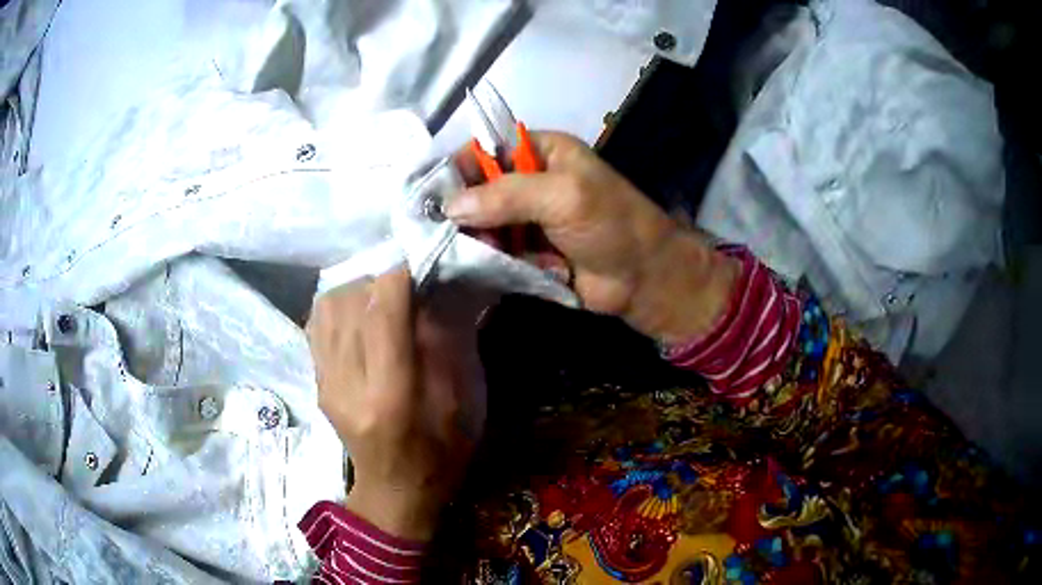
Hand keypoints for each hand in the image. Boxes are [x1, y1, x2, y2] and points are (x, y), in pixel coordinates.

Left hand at [306, 268, 485, 540]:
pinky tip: (358, 310)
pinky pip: (316, 323)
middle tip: (405, 280)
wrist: (396, 490)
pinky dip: (337, 304)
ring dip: (357, 288)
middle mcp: (349, 384)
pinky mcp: (317, 382)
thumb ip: (448, 343)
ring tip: (381, 294)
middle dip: (379, 278)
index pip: (382, 313)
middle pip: (350, 303)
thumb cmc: (442, 453)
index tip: (418, 261)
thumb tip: (433, 291)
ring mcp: (326, 383)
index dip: (399, 276)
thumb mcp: (465, 403)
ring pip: (328, 307)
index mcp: (393, 396)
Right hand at [449, 132, 737, 342]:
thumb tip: (450, 206)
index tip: (432, 194)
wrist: (644, 279)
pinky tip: (505, 266)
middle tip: (453, 233)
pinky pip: (498, 251)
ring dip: (484, 240)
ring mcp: (530, 218)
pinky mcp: (530, 251)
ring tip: (493, 253)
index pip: (487, 149)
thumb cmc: (611, 224)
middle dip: (468, 211)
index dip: (459, 167)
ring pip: (486, 223)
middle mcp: (532, 180)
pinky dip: (497, 260)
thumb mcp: (562, 196)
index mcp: (543, 151)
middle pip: (480, 189)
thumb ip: (506, 196)